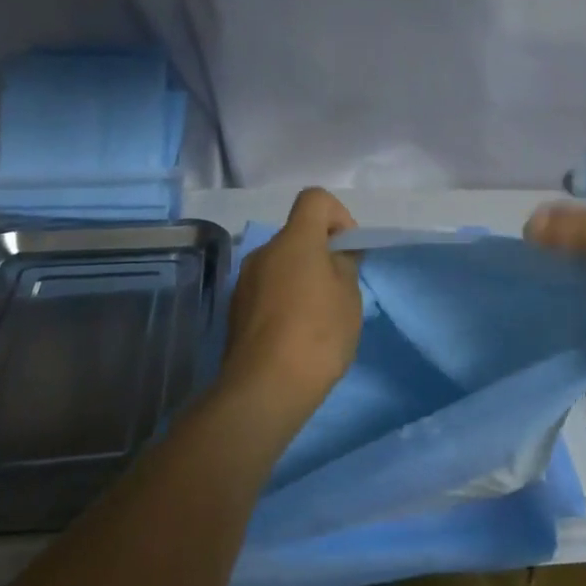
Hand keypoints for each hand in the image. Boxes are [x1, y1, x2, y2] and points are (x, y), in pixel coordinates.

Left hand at [218, 187, 363, 428]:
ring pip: (281, 264)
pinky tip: (295, 334)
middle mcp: (264, 252)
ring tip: (318, 317)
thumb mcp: (349, 296)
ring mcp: (244, 281)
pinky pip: (267, 289)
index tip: (348, 249)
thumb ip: (345, 264)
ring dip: (301, 277)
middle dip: (321, 253)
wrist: (265, 388)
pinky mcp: (235, 309)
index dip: (338, 215)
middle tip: (339, 291)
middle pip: (297, 234)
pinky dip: (284, 299)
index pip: (315, 198)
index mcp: (294, 241)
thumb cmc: (317, 335)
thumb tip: (336, 253)